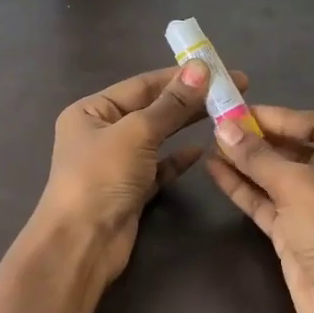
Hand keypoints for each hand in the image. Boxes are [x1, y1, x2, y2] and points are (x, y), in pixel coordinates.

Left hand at [36, 62, 245, 283]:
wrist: (82, 243)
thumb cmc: (101, 177)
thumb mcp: (137, 132)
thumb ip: (171, 104)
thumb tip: (200, 69)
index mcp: (91, 111)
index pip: (142, 85)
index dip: (180, 76)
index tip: (218, 69)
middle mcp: (101, 133)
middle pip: (152, 109)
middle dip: (189, 99)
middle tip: (232, 90)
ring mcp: (116, 163)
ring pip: (158, 137)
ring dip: (186, 126)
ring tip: (224, 115)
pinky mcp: (131, 191)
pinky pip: (159, 167)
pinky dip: (179, 159)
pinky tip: (202, 150)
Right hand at [205, 107, 313, 312]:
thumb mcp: (297, 184)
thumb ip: (258, 156)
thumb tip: (222, 127)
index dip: (283, 117)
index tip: (245, 112)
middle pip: (297, 149)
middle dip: (260, 139)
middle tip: (223, 126)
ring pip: (276, 176)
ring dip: (247, 161)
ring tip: (213, 144)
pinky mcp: (293, 232)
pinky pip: (265, 201)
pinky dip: (243, 186)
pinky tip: (215, 170)